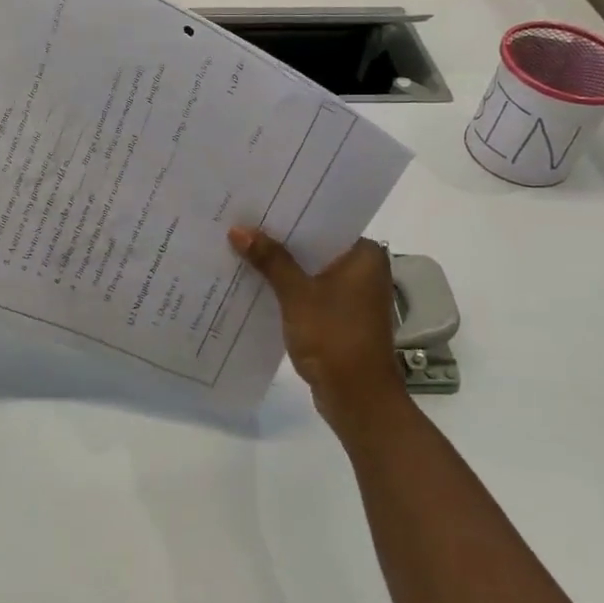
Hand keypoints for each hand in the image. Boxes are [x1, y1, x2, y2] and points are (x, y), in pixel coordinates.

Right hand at [228, 227, 407, 433]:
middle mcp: (364, 269)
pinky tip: (256, 282)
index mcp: (364, 255)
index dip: (290, 213)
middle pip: (315, 245)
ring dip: (282, 265)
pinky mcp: (340, 316)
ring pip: (310, 269)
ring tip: (242, 247)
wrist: (358, 398)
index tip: (258, 203)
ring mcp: (353, 295)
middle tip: (242, 222)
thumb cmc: (334, 337)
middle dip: (280, 239)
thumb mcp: (297, 295)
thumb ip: (270, 259)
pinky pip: (310, 291)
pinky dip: (288, 288)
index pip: (324, 221)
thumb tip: (238, 229)